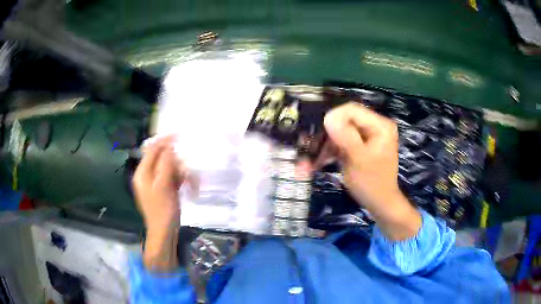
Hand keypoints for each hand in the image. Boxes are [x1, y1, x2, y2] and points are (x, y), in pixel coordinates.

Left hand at [133, 135, 184, 231]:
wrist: (164, 232)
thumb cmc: (163, 209)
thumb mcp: (164, 185)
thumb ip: (166, 164)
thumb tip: (169, 146)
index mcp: (142, 173)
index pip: (152, 150)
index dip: (164, 141)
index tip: (179, 134)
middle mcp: (146, 175)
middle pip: (162, 159)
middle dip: (176, 163)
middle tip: (187, 171)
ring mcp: (154, 183)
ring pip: (169, 169)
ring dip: (180, 173)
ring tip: (190, 184)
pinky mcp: (162, 190)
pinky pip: (171, 178)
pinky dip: (179, 181)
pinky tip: (187, 187)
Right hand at [323, 103, 420, 239]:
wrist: (380, 204)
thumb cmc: (372, 183)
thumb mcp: (358, 159)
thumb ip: (345, 136)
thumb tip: (328, 117)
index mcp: (380, 125)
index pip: (352, 110)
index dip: (333, 118)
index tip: (318, 134)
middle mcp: (374, 126)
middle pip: (345, 120)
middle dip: (327, 134)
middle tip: (310, 147)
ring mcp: (367, 136)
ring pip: (341, 131)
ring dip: (326, 145)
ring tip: (312, 160)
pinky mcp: (360, 145)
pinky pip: (342, 142)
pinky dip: (331, 151)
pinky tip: (319, 162)